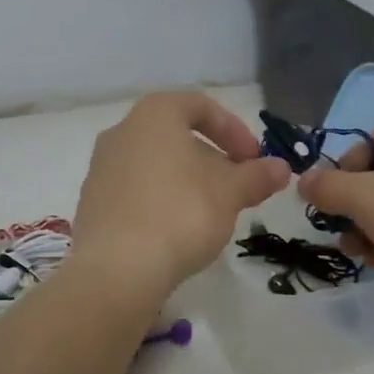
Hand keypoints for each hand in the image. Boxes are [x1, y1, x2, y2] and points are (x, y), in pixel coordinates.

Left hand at [72, 92, 290, 298]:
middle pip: (175, 137)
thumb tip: (281, 168)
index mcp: (153, 115)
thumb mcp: (230, 193)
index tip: (255, 160)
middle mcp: (121, 132)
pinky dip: (160, 202)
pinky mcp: (92, 203)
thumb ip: (256, 176)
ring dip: (187, 182)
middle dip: (212, 160)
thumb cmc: (180, 213)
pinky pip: (135, 192)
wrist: (117, 268)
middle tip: (237, 189)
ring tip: (211, 213)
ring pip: (155, 165)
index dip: (234, 130)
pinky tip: (177, 232)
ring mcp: (101, 168)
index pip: (200, 106)